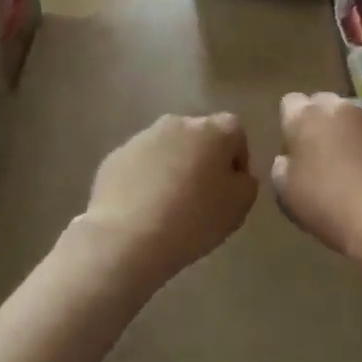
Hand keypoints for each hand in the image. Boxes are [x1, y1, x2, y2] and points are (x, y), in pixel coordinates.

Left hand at [81, 113, 258, 280]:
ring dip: (173, 167)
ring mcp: (142, 138)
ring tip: (170, 204)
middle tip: (202, 195)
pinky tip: (144, 208)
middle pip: (199, 136)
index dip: (237, 160)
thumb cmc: (193, 219)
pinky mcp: (116, 156)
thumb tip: (235, 174)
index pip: (235, 132)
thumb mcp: (239, 206)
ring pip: (167, 148)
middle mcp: (177, 123)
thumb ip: (245, 182)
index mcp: (213, 130)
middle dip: (203, 159)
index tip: (231, 189)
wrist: (128, 237)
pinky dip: (146, 179)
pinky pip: (140, 164)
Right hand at [271, 92, 361, 261]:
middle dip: (321, 122)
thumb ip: (281, 167)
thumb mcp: (285, 192)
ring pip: (354, 118)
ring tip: (351, 165)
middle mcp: (340, 108)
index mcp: (306, 117)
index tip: (294, 147)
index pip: (290, 103)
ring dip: (349, 133)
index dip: (291, 123)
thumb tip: (287, 159)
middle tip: (320, 154)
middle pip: (324, 104)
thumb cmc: (326, 203)